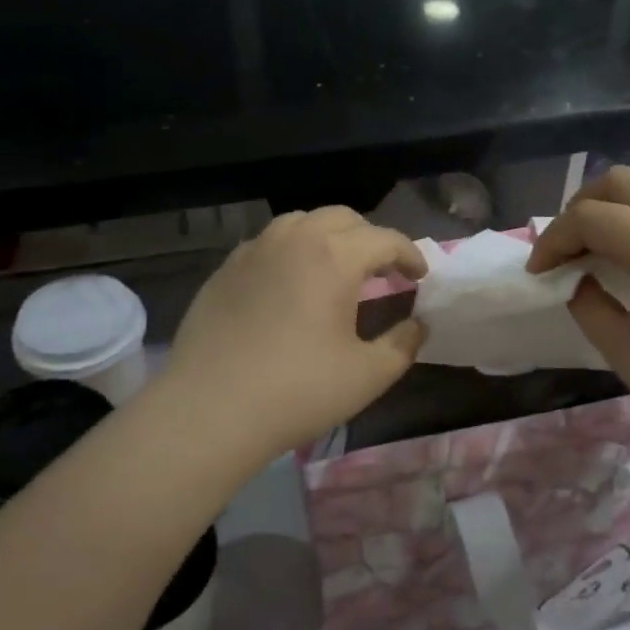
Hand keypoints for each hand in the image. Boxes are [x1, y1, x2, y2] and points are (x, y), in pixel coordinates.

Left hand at [162, 206, 427, 464]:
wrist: (209, 410)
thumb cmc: (298, 391)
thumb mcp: (368, 375)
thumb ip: (403, 344)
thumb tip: (418, 324)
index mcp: (334, 257)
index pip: (385, 239)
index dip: (410, 254)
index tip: (420, 275)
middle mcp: (294, 239)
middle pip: (343, 218)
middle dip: (370, 238)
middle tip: (382, 270)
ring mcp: (254, 251)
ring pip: (301, 222)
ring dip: (328, 237)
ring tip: (336, 268)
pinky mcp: (224, 270)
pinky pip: (268, 244)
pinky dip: (292, 251)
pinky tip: (291, 283)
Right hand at [528, 167, 629, 449]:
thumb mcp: (622, 348)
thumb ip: (587, 303)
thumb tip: (577, 279)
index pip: (592, 217)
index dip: (554, 239)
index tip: (538, 273)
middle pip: (622, 182)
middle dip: (580, 207)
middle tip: (564, 248)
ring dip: (613, 209)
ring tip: (593, 249)